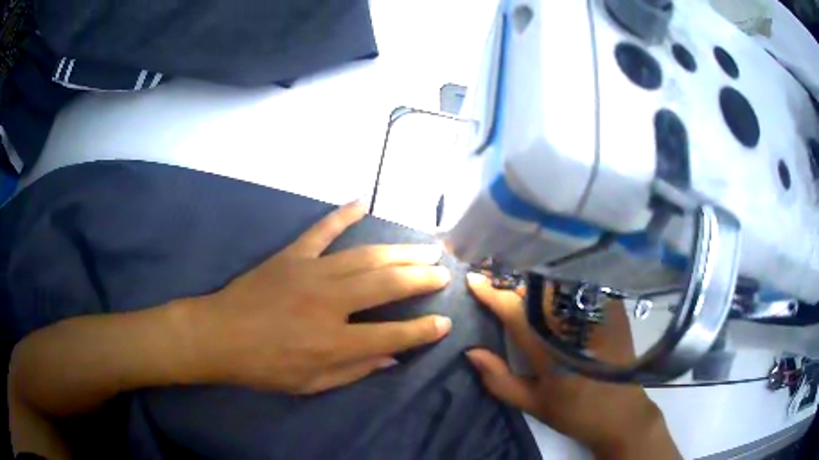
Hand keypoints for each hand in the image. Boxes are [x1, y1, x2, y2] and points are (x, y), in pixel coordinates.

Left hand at [193, 201, 452, 393]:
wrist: (218, 335)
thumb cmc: (264, 367)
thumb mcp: (310, 384)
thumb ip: (354, 371)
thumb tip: (391, 358)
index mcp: (334, 342)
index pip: (393, 335)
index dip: (423, 330)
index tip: (445, 322)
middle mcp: (329, 303)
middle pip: (387, 285)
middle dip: (421, 278)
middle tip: (444, 272)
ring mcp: (310, 273)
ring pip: (365, 256)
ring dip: (400, 251)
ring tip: (426, 248)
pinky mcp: (292, 256)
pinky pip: (322, 230)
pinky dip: (342, 215)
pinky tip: (363, 201)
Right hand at [465, 273, 678, 458]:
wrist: (621, 413)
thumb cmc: (574, 412)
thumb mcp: (532, 404)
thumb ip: (499, 379)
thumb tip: (471, 352)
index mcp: (550, 351)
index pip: (515, 312)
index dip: (492, 294)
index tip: (474, 279)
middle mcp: (574, 326)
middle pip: (537, 289)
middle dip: (512, 280)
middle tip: (495, 276)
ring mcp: (597, 315)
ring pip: (560, 284)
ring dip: (536, 278)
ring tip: (521, 279)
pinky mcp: (613, 310)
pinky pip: (584, 285)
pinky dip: (563, 281)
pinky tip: (554, 283)